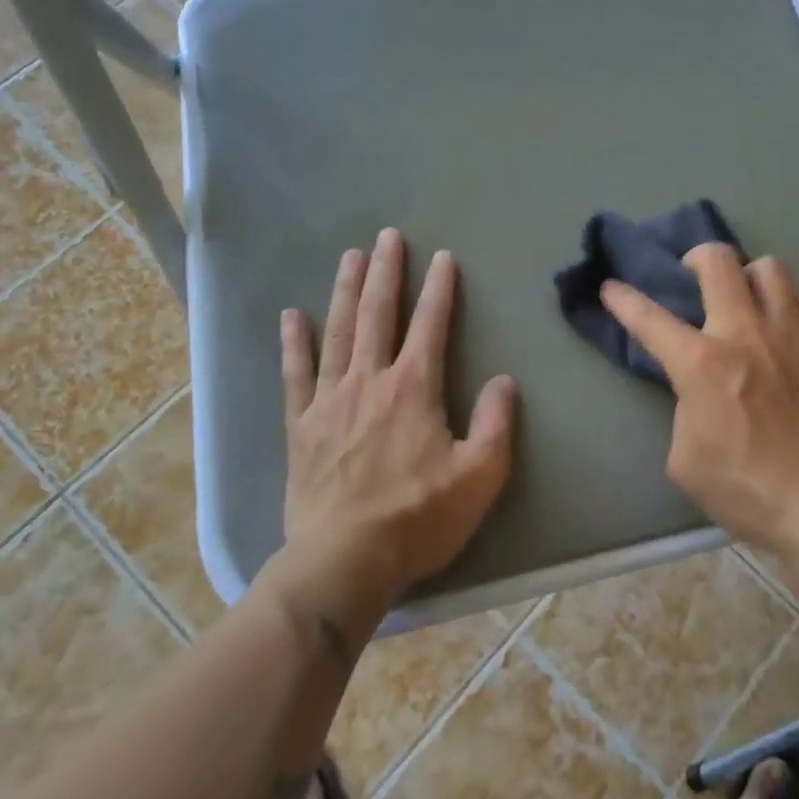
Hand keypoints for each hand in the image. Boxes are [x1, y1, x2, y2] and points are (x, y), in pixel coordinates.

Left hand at [266, 229, 516, 633]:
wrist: (344, 561)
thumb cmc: (419, 517)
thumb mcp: (480, 475)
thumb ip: (497, 423)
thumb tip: (506, 380)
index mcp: (415, 388)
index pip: (431, 325)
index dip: (439, 289)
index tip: (443, 257)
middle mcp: (370, 381)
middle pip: (379, 314)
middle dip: (387, 272)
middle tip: (388, 236)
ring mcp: (330, 401)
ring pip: (339, 333)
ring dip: (346, 292)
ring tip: (350, 257)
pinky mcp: (301, 426)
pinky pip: (295, 375)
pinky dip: (294, 344)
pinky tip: (292, 316)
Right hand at [601, 244, 798, 558]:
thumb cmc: (748, 489)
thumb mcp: (687, 461)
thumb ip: (685, 413)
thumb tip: (699, 397)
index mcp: (700, 363)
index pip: (649, 318)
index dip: (623, 299)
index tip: (610, 287)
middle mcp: (745, 332)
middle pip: (719, 261)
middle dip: (698, 257)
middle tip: (696, 276)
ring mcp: (793, 332)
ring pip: (771, 268)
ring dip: (752, 277)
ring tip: (751, 298)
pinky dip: (795, 303)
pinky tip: (793, 323)